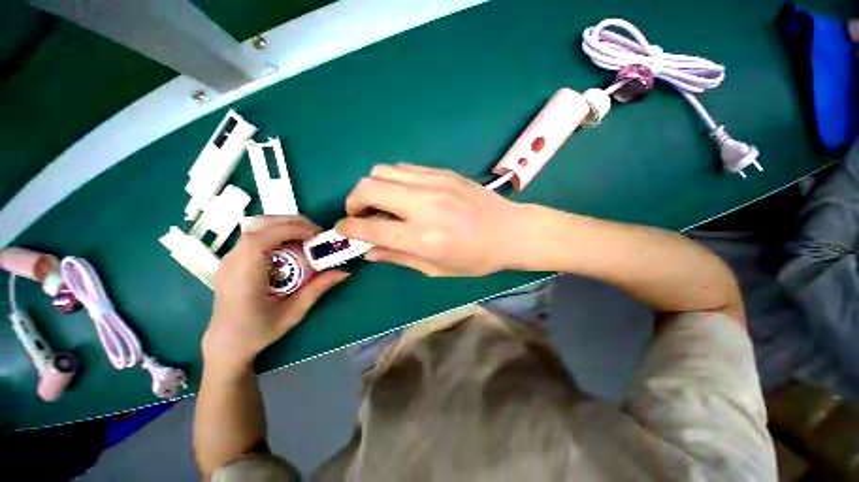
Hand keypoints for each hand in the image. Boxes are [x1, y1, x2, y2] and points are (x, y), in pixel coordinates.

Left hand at [202, 216, 348, 373]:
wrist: (226, 344)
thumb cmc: (258, 331)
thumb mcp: (293, 312)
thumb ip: (317, 289)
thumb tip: (344, 272)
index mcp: (243, 275)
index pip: (261, 238)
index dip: (290, 229)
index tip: (316, 234)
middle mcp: (232, 261)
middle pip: (259, 226)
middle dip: (291, 222)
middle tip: (316, 232)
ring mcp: (229, 259)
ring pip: (255, 227)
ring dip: (283, 225)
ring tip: (305, 236)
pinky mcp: (232, 260)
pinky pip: (254, 236)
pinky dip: (275, 233)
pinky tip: (289, 246)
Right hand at [335, 164, 526, 276]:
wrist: (511, 231)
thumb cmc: (475, 258)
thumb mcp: (436, 268)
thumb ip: (399, 257)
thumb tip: (369, 251)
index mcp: (422, 237)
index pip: (370, 227)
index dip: (349, 228)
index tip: (344, 230)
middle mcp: (423, 205)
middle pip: (368, 187)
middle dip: (354, 201)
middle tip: (360, 214)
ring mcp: (434, 183)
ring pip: (382, 171)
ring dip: (373, 187)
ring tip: (382, 203)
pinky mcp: (443, 172)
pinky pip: (404, 168)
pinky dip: (393, 180)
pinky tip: (403, 194)